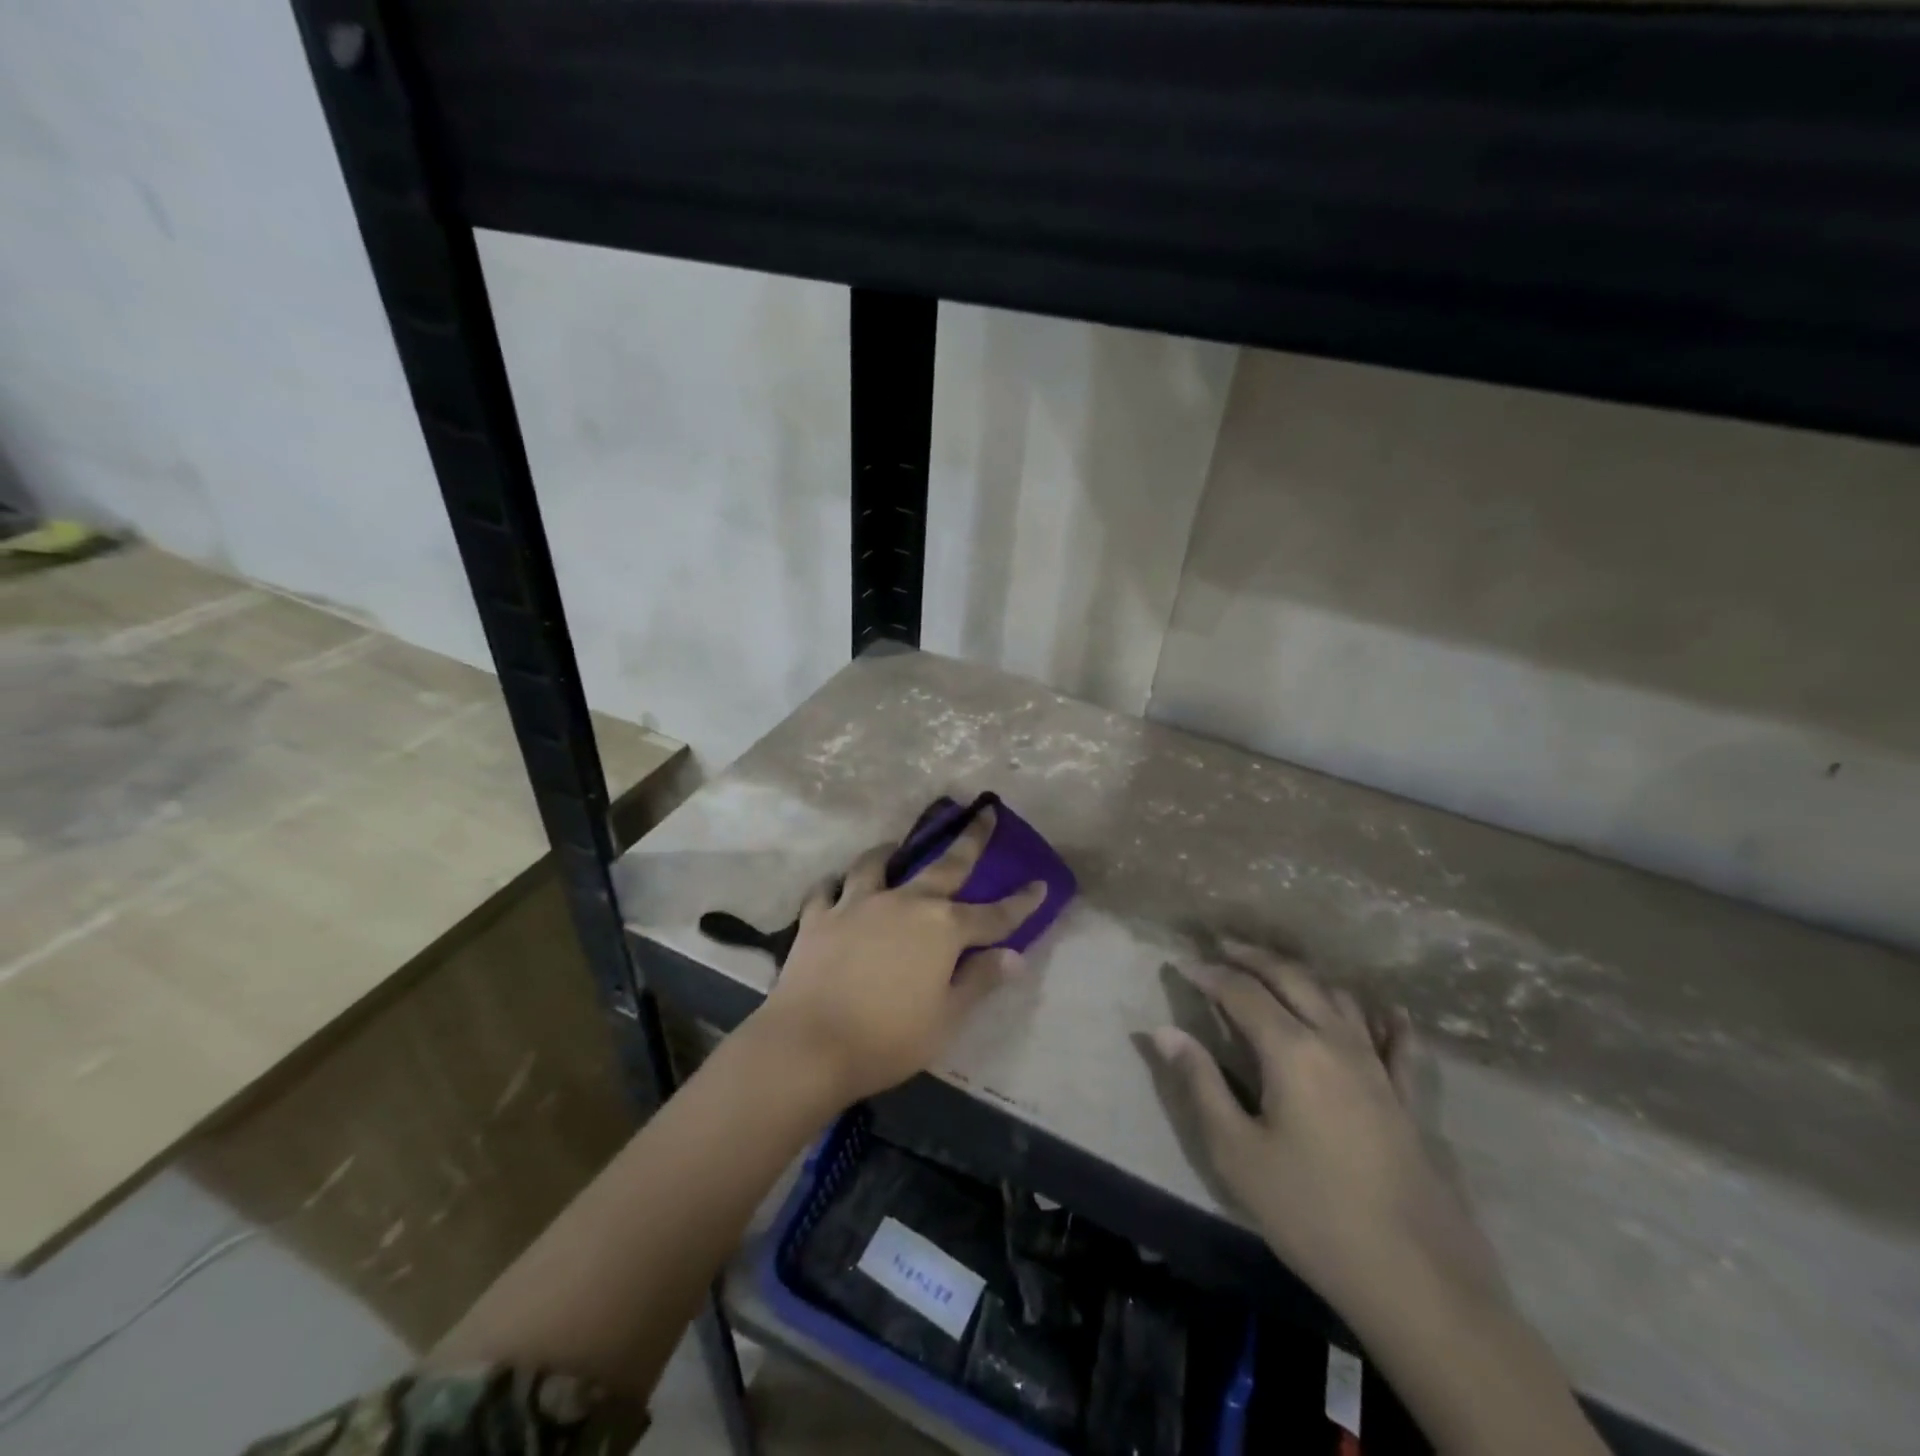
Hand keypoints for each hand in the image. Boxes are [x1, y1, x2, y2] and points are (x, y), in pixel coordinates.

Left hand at [752, 807, 1046, 1106]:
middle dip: (971, 839)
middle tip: (985, 813)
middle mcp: (905, 903)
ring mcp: (858, 904)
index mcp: (942, 929)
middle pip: (945, 866)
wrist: (810, 1044)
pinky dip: (835, 886)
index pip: (993, 915)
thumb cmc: (888, 1039)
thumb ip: (980, 981)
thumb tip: (1014, 956)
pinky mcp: (819, 917)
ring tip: (893, 848)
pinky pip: (827, 890)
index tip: (1038, 883)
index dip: (1020, 902)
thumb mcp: (946, 1019)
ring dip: (890, 853)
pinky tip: (836, 888)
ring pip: (876, 864)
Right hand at [1148, 941, 1501, 1317]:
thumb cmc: (1311, 1213)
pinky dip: (1385, 1021)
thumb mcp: (1237, 1153)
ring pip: (1340, 1000)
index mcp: (1292, 1050)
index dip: (1209, 974)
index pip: (1242, 993)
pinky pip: (1398, 1044)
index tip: (1182, 965)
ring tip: (1279, 973)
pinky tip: (1385, 1014)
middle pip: (1293, 979)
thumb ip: (1199, 1084)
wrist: (1415, 1281)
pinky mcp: (1408, 1099)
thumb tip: (1163, 1031)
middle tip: (1224, 946)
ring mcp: (1378, 1068)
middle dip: (1255, 958)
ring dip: (1305, 977)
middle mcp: (1336, 1042)